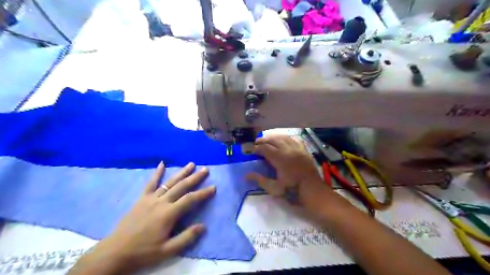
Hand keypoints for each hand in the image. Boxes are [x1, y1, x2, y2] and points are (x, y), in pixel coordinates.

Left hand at [70, 162, 214, 272]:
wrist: (115, 252)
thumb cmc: (143, 252)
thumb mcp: (167, 251)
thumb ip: (186, 238)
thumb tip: (203, 226)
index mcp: (168, 214)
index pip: (190, 199)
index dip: (203, 193)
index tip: (213, 187)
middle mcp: (161, 202)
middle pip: (181, 186)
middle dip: (195, 178)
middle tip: (205, 169)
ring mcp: (150, 198)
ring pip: (169, 182)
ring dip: (181, 173)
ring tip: (191, 164)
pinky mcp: (141, 199)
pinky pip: (150, 183)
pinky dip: (157, 173)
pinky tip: (162, 164)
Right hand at [247, 133, 326, 206]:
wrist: (313, 191)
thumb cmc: (292, 191)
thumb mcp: (274, 188)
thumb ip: (260, 180)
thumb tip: (246, 175)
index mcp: (280, 159)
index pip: (265, 148)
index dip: (257, 148)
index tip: (252, 150)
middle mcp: (288, 150)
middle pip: (273, 140)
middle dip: (263, 140)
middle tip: (257, 143)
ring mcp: (297, 149)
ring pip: (283, 137)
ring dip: (274, 137)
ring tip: (268, 140)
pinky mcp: (304, 150)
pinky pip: (294, 139)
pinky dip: (287, 138)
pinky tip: (284, 140)